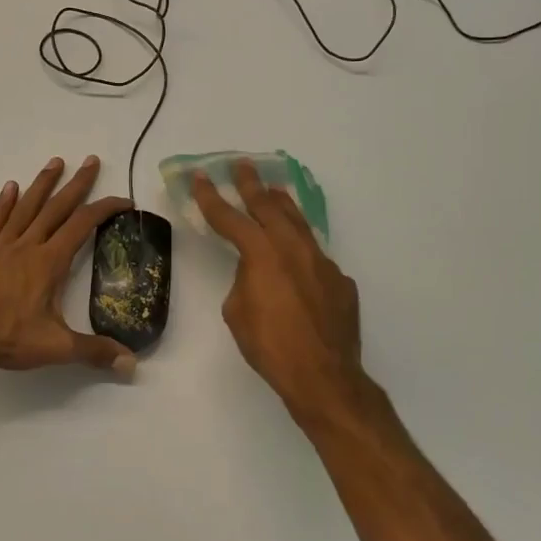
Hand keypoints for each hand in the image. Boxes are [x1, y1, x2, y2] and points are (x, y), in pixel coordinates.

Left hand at [0, 157, 136, 377]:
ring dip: (42, 184)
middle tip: (91, 160)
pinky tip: (10, 188)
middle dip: (77, 184)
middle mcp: (27, 246)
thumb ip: (94, 352)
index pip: (83, 225)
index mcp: (49, 262)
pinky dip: (4, 204)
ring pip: (26, 208)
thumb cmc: (4, 337)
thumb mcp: (55, 347)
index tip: (124, 201)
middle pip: (56, 207)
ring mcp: (1, 248)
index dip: (106, 209)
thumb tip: (131, 363)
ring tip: (55, 162)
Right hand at [192, 160, 368, 421]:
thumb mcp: (238, 312)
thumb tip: (256, 273)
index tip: (200, 177)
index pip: (230, 218)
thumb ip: (243, 281)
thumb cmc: (269, 346)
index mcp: (262, 253)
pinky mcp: (340, 281)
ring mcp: (322, 262)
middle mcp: (293, 248)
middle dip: (251, 185)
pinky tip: (298, 262)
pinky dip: (301, 251)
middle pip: (269, 207)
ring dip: (282, 205)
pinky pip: (316, 257)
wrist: (323, 375)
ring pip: (299, 224)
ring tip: (273, 191)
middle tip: (242, 165)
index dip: (211, 197)